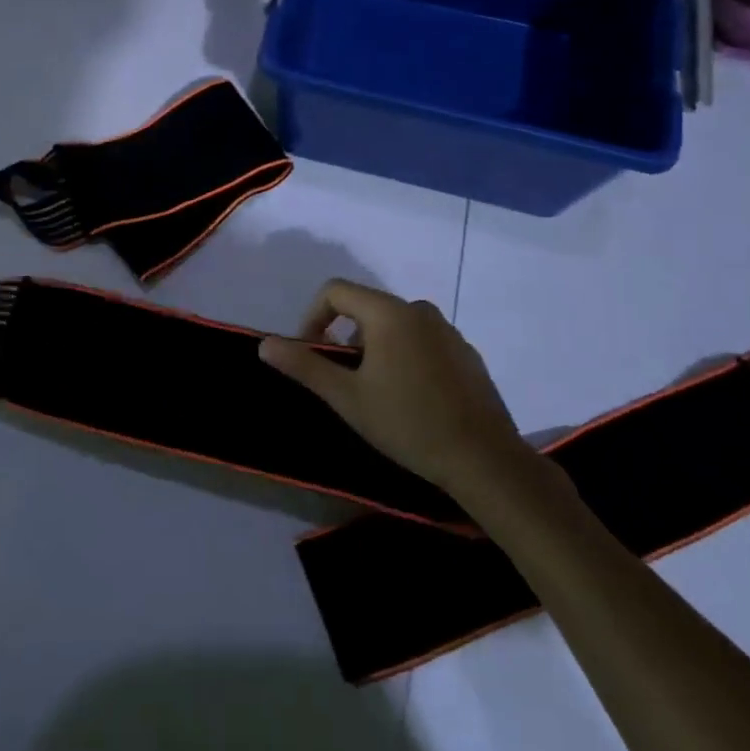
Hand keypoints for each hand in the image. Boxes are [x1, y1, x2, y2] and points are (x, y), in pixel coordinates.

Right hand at [260, 279, 529, 496]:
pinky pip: (421, 340)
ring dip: (373, 348)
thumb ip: (305, 366)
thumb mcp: (347, 397)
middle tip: (342, 381)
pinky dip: (403, 356)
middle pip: (365, 307)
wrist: (484, 459)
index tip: (311, 354)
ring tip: (374, 392)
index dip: (312, 317)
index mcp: (389, 313)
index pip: (335, 291)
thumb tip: (264, 344)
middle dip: (344, 337)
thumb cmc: (408, 424)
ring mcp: (447, 330)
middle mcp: (419, 310)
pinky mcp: (465, 352)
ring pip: (394, 325)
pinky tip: (410, 398)